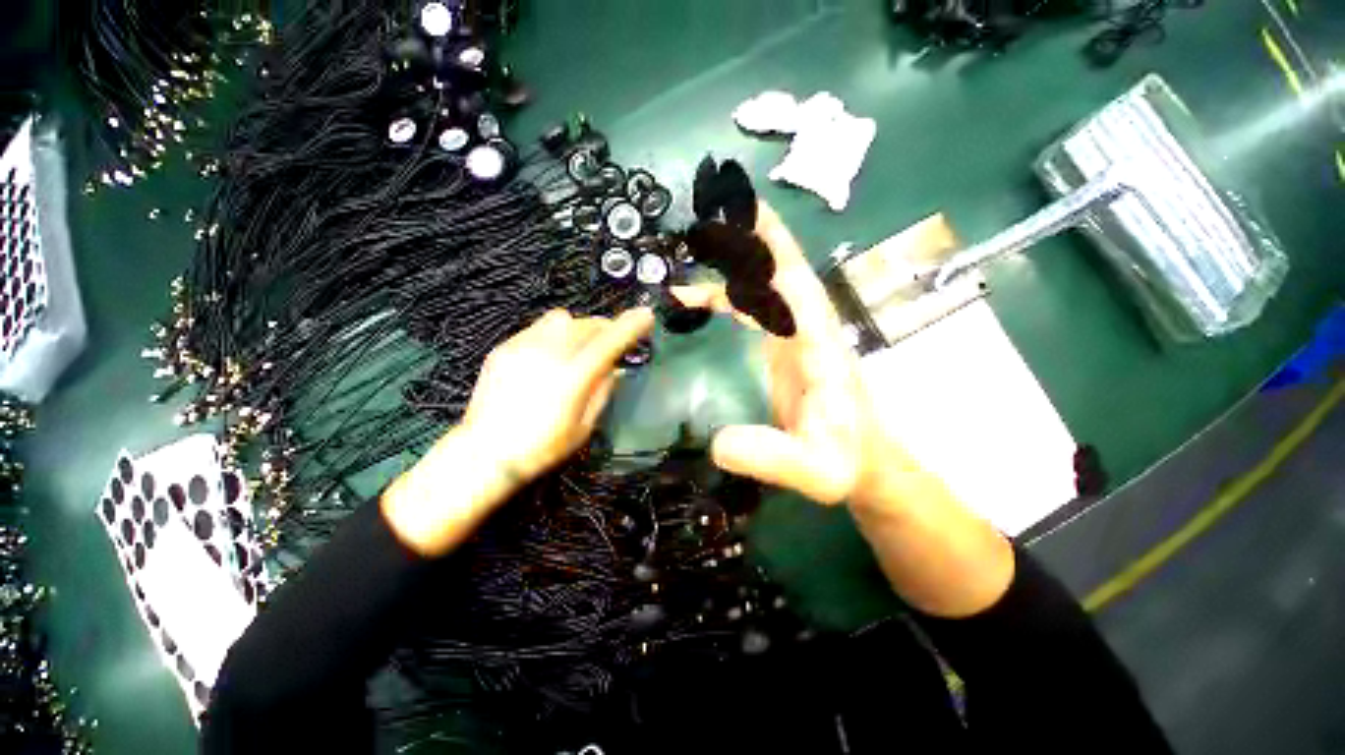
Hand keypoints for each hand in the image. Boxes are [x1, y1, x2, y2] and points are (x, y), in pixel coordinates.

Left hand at [462, 307, 655, 482]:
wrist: (485, 453)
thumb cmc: (542, 447)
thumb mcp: (584, 426)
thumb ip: (602, 391)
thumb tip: (613, 367)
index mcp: (573, 376)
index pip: (610, 341)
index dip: (631, 326)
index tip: (646, 316)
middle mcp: (549, 353)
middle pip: (588, 324)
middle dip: (606, 328)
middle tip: (610, 344)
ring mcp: (524, 346)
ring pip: (562, 319)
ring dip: (579, 328)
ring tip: (577, 347)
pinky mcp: (505, 347)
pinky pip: (539, 328)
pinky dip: (554, 335)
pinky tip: (548, 356)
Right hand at [679, 205, 1014, 617]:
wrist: (864, 465)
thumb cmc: (846, 463)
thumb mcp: (814, 471)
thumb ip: (771, 457)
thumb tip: (717, 443)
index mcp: (820, 346)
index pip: (795, 285)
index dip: (770, 248)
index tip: (742, 213)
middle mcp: (809, 329)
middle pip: (778, 271)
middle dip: (747, 239)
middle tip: (707, 214)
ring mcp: (796, 335)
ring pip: (764, 286)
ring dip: (730, 267)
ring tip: (690, 258)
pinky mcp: (784, 347)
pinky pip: (753, 308)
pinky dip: (726, 297)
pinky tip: (698, 299)